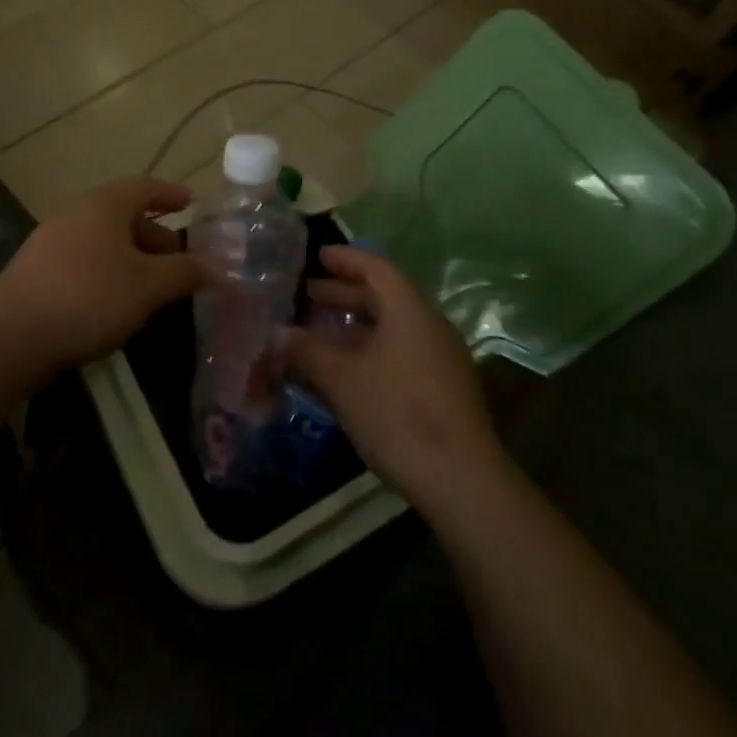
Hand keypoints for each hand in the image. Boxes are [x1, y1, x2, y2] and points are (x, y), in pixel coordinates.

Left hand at [0, 177, 209, 374]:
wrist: (11, 335)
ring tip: (155, 287)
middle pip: (125, 215)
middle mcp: (77, 213)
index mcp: (104, 205)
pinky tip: (119, 303)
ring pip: (105, 241)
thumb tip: (220, 267)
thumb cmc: (89, 297)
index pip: (145, 187)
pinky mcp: (39, 271)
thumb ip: (185, 273)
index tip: (192, 202)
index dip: (171, 193)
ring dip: (134, 258)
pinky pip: (86, 260)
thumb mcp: (147, 286)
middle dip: (156, 236)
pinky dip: (111, 272)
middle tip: (181, 261)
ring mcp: (53, 241)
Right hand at [280, 245, 504, 514]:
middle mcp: (427, 326)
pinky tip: (337, 374)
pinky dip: (365, 354)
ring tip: (312, 334)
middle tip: (304, 295)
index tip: (315, 256)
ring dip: (350, 328)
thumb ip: (306, 351)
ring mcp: (437, 360)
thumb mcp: (342, 379)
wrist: (461, 481)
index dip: (344, 259)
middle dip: (341, 294)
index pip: (375, 267)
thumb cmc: (396, 413)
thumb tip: (275, 333)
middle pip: (381, 297)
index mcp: (408, 310)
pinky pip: (395, 356)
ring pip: (387, 330)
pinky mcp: (439, 390)